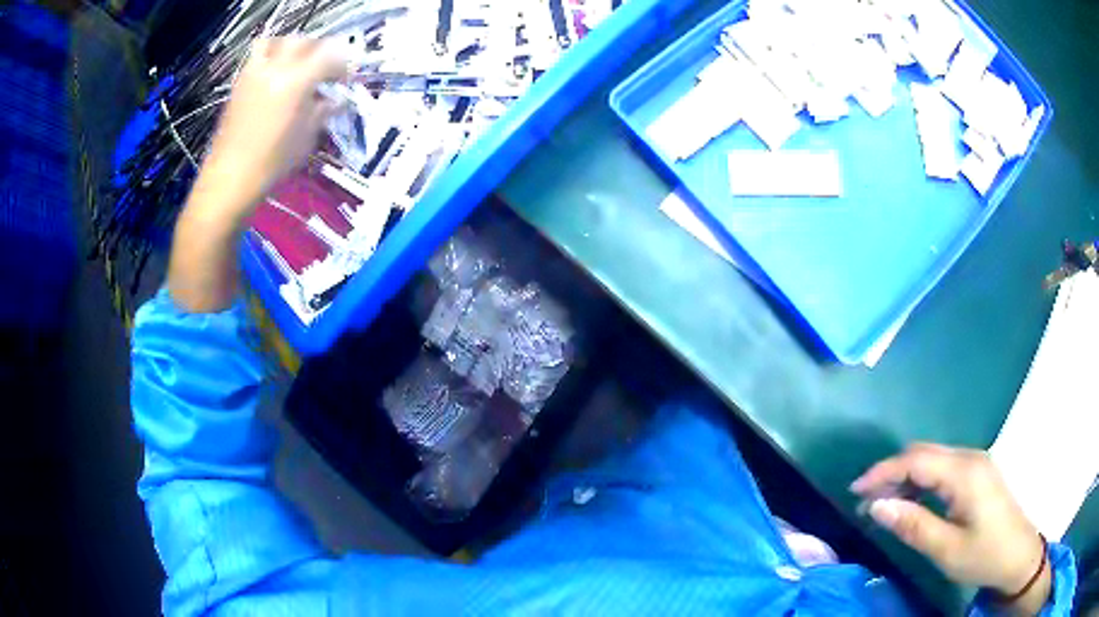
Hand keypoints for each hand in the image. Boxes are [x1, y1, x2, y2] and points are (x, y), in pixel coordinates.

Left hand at [197, 37, 347, 219]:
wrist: (230, 178)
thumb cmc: (272, 163)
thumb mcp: (307, 139)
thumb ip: (323, 112)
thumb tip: (336, 100)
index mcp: (297, 81)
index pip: (330, 54)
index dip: (342, 64)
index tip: (344, 80)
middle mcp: (275, 69)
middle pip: (303, 41)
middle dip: (317, 51)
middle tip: (322, 70)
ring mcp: (254, 73)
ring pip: (276, 41)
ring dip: (290, 48)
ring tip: (294, 65)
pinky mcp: (239, 83)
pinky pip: (257, 57)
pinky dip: (269, 58)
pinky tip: (274, 79)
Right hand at [851, 444, 1049, 611]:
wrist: (1018, 555)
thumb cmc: (984, 555)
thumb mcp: (946, 550)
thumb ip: (913, 525)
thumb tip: (877, 507)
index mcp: (964, 473)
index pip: (915, 460)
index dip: (883, 472)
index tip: (855, 491)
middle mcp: (970, 458)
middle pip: (923, 454)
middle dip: (891, 473)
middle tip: (866, 501)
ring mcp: (976, 463)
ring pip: (932, 459)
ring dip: (905, 478)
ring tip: (883, 505)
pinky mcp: (978, 474)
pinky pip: (943, 468)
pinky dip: (921, 482)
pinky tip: (912, 502)